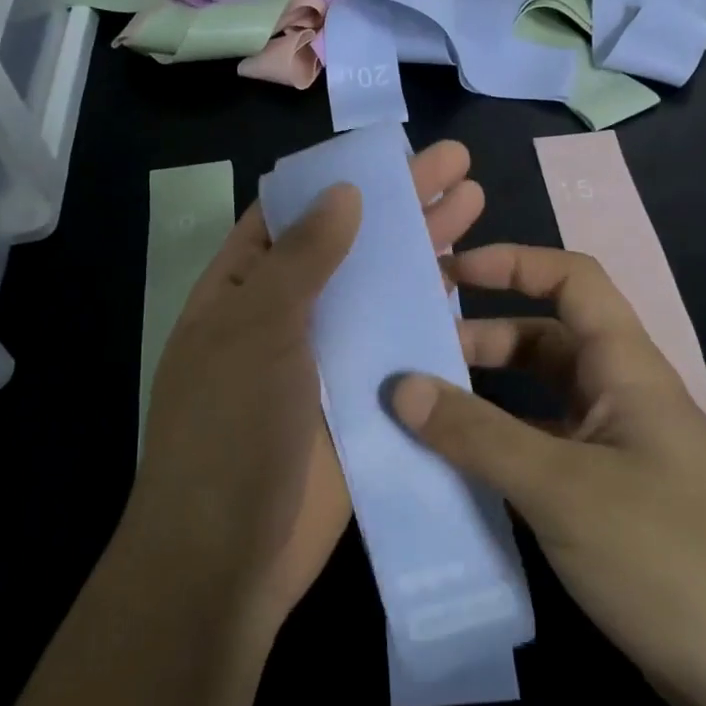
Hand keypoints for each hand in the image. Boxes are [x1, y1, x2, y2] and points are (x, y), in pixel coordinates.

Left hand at [132, 141, 485, 639]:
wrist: (232, 553)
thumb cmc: (230, 427)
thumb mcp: (257, 328)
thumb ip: (302, 258)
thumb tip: (342, 191)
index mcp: (242, 290)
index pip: (289, 217)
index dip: (335, 182)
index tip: (385, 153)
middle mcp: (286, 316)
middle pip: (349, 245)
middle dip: (399, 204)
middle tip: (456, 163)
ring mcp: (329, 357)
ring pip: (382, 290)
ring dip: (424, 249)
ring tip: (475, 202)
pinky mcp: (364, 398)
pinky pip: (400, 344)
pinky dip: (432, 312)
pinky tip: (471, 279)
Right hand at [390, 244, 705, 705]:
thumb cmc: (672, 559)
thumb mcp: (564, 488)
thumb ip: (478, 435)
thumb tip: (399, 386)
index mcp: (626, 370)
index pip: (572, 281)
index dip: (511, 263)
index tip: (446, 274)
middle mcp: (621, 401)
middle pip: (544, 345)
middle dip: (480, 342)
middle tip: (411, 363)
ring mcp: (616, 458)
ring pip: (537, 408)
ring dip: (482, 406)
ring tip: (416, 420)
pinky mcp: (608, 509)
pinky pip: (541, 462)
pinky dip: (498, 459)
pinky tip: (453, 481)